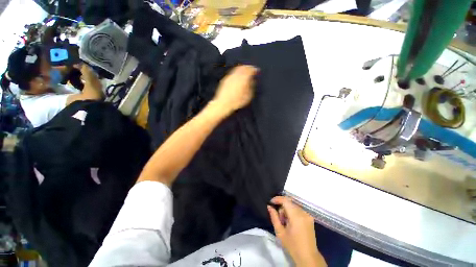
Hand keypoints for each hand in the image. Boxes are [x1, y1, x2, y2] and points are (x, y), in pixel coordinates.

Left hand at [212, 65, 258, 113]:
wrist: (223, 104)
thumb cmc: (236, 102)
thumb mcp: (247, 97)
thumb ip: (251, 87)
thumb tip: (252, 82)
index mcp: (243, 79)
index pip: (250, 70)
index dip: (254, 69)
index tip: (256, 70)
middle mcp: (236, 76)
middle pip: (243, 67)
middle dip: (248, 68)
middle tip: (251, 69)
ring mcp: (230, 77)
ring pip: (237, 69)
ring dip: (242, 69)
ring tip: (245, 71)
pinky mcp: (225, 79)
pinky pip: (232, 72)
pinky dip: (236, 72)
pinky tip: (237, 76)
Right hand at [268, 196, 326, 266]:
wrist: (308, 257)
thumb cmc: (292, 246)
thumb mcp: (280, 232)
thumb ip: (274, 217)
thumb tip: (269, 206)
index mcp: (296, 216)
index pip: (286, 200)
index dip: (278, 199)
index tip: (271, 202)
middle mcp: (303, 213)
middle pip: (289, 203)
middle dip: (282, 207)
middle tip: (280, 219)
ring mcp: (308, 215)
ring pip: (293, 206)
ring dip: (287, 210)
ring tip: (285, 222)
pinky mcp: (310, 218)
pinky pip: (298, 210)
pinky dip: (293, 212)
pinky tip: (291, 222)